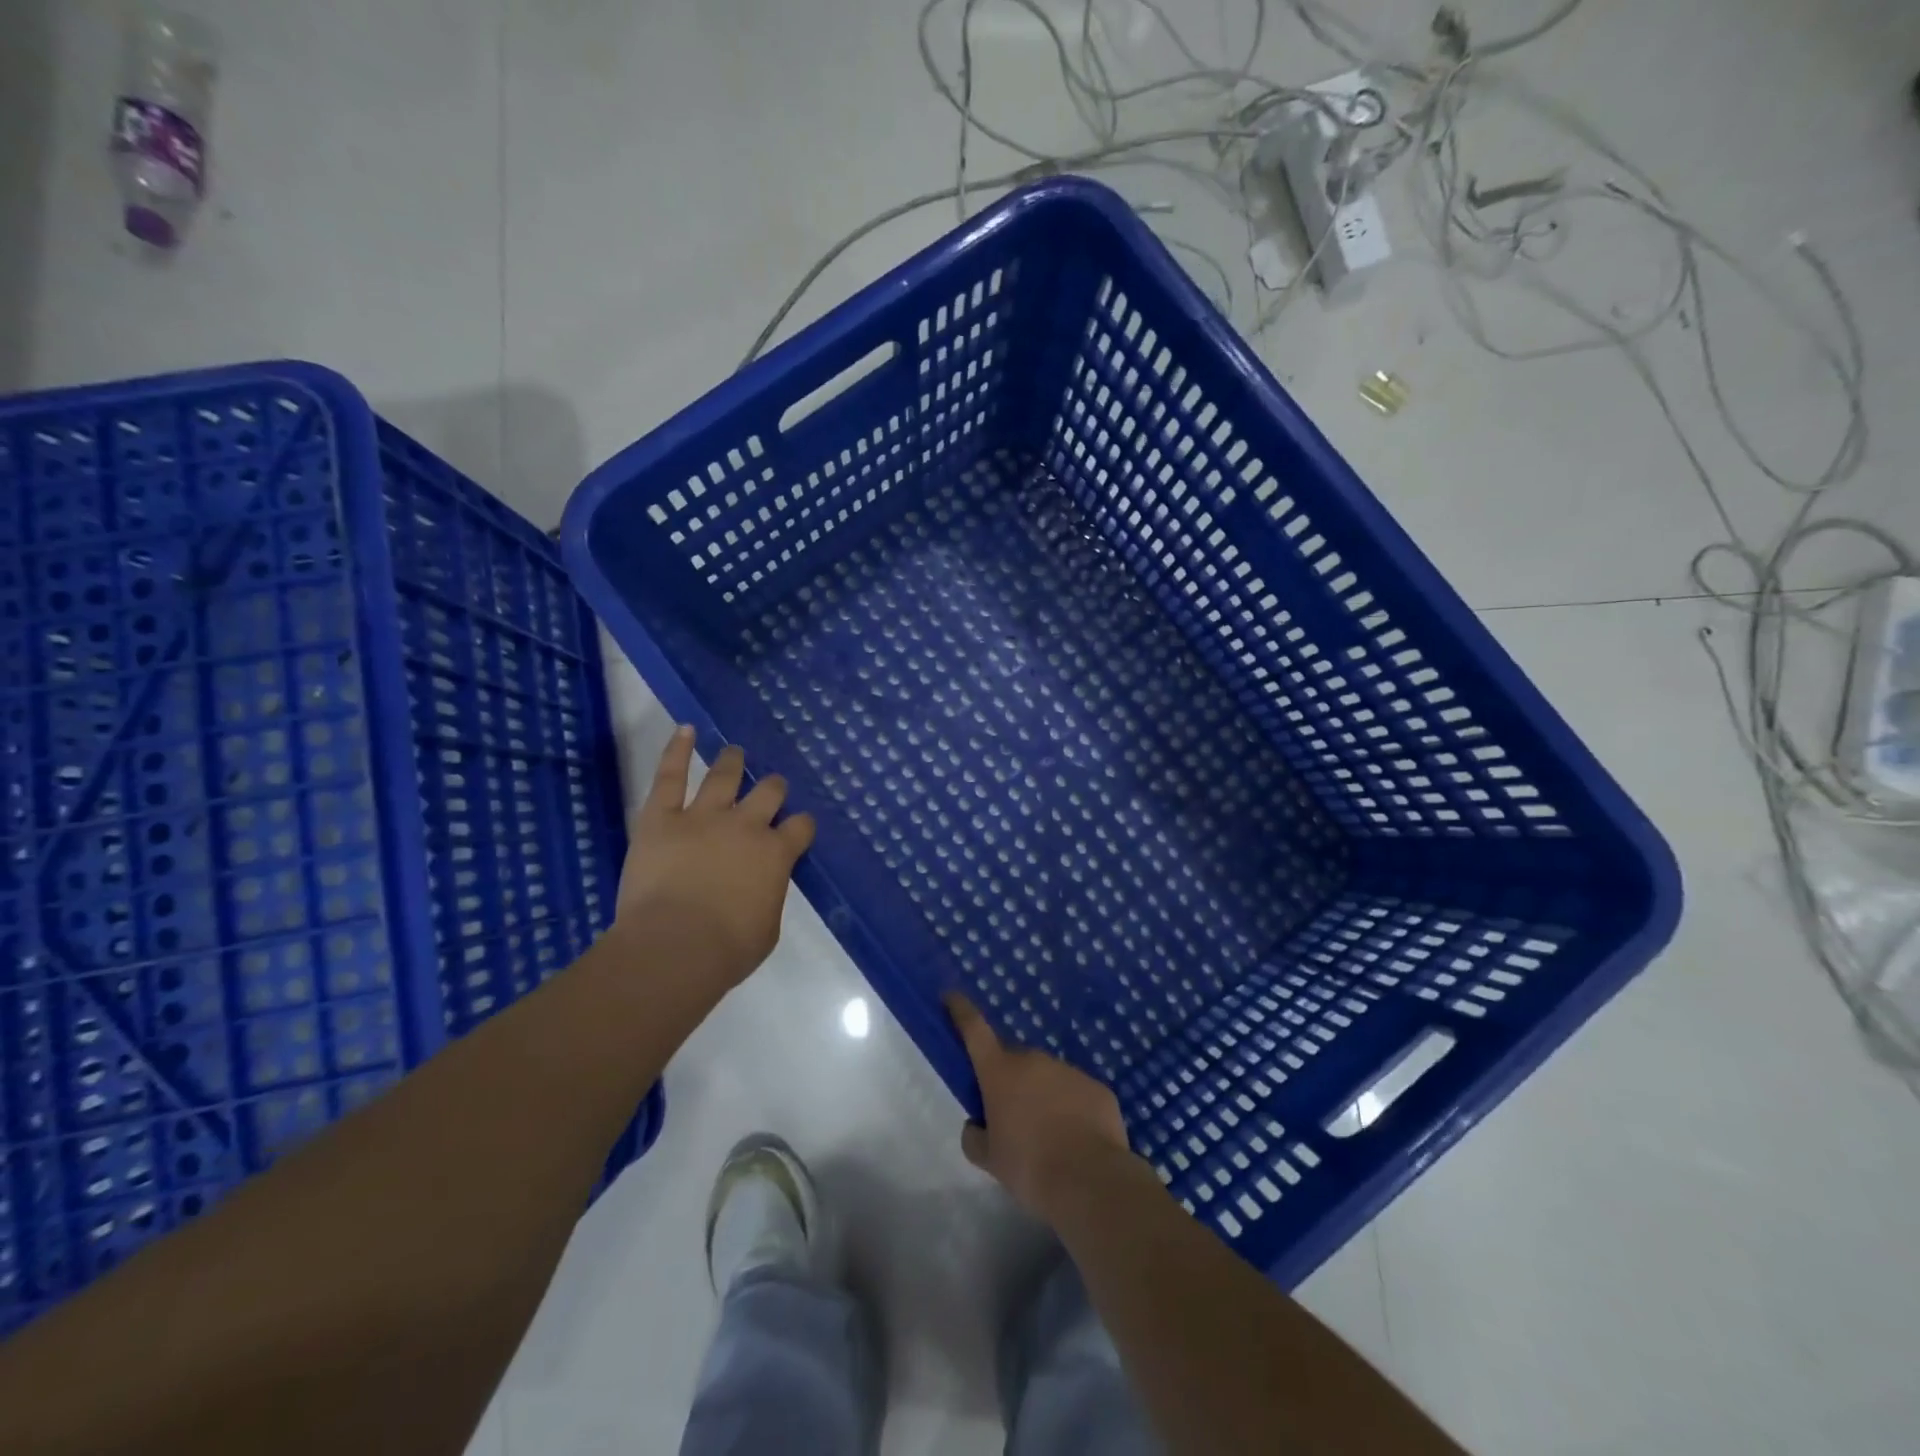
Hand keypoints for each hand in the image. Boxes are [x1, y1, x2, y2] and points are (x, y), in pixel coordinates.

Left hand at [611, 726, 815, 990]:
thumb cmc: (726, 950)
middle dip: (773, 788)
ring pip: (724, 775)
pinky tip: (685, 730)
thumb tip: (763, 885)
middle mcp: (746, 825)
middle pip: (769, 792)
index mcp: (776, 854)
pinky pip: (670, 776)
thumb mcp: (767, 928)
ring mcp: (703, 816)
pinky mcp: (662, 818)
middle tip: (770, 789)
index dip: (801, 825)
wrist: (673, 948)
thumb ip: (769, 895)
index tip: (797, 829)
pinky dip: (677, 751)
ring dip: (732, 761)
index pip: (800, 826)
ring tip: (734, 752)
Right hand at [946, 993, 1134, 1225]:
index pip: (974, 1029)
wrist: (1090, 1181)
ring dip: (1043, 1096)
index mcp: (1000, 1071)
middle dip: (1009, 1080)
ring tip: (1048, 1137)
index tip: (952, 996)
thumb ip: (975, 1137)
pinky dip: (1072, 1109)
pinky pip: (1077, 1094)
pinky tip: (1076, 1140)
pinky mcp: (1098, 1088)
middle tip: (1011, 1115)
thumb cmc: (1029, 1166)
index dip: (961, 1010)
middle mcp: (1034, 1060)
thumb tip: (977, 1125)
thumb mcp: (989, 1159)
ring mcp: (1069, 1070)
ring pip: (1048, 1077)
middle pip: (1014, 1060)